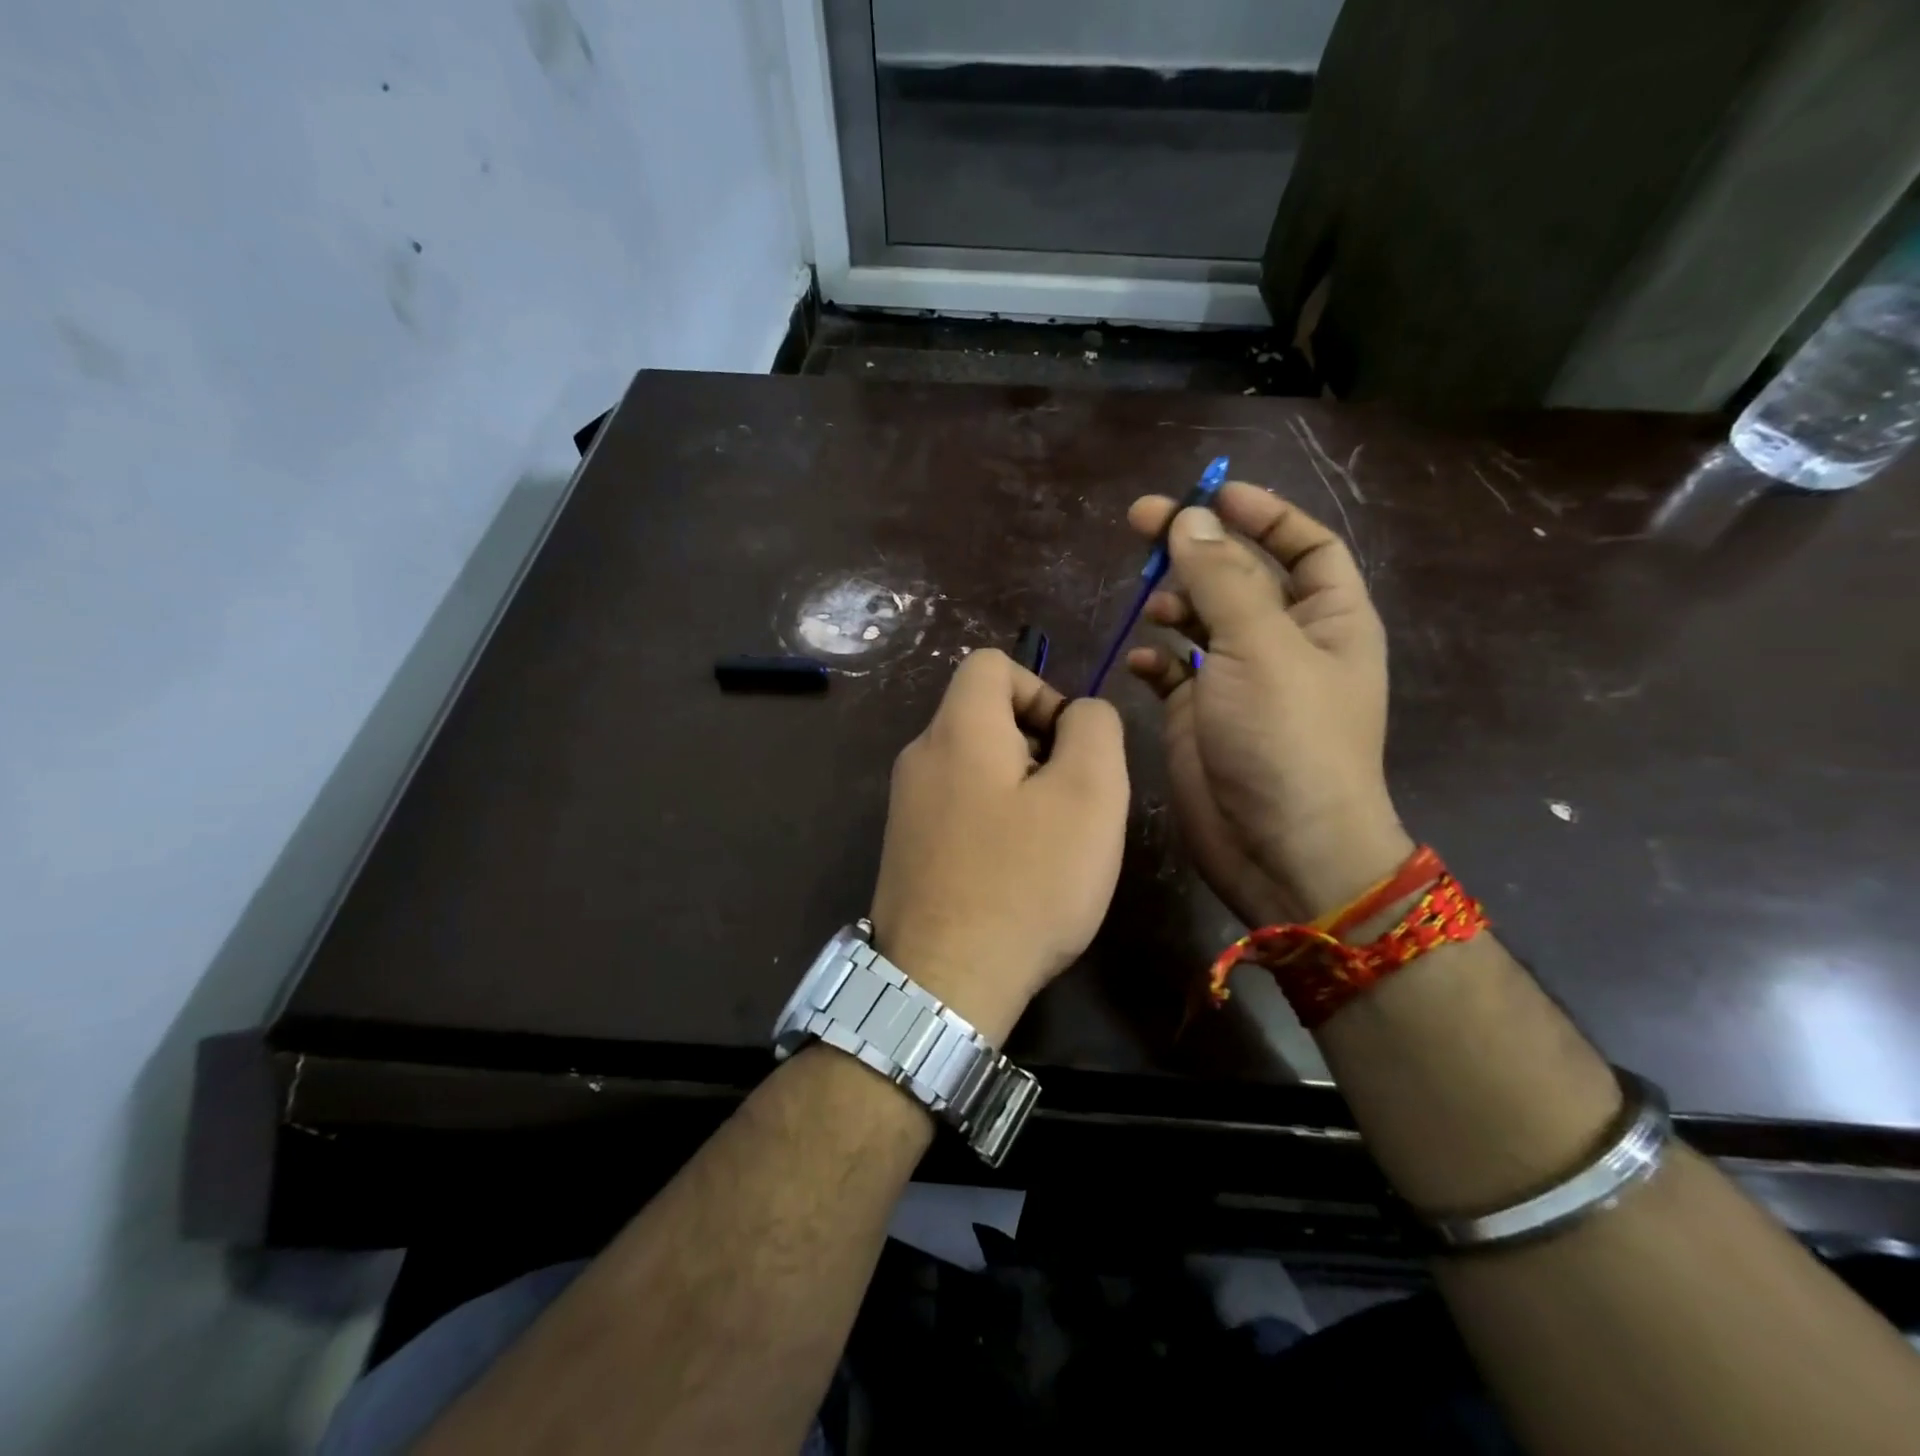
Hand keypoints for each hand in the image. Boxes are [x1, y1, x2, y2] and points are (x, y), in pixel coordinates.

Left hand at [869, 649, 1129, 1041]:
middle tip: (1069, 804)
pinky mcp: (904, 848)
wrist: (942, 983)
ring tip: (1046, 845)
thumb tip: (1080, 713)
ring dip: (1019, 788)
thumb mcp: (1090, 794)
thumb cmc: (1025, 882)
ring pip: (974, 765)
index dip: (1041, 689)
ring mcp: (904, 805)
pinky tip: (1011, 873)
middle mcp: (919, 756)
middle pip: (983, 715)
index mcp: (957, 728)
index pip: (991, 664)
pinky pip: (957, 807)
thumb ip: (1094, 729)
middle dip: (1037, 745)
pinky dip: (991, 821)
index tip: (1068, 747)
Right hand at [1125, 482, 1411, 925]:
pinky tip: (1139, 662)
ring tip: (1150, 602)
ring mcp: (1240, 683)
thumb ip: (1222, 578)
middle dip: (1197, 549)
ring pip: (1202, 622)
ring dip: (1174, 603)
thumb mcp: (1260, 646)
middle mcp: (1286, 644)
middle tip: (1140, 523)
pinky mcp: (1201, 718)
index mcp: (1328, 619)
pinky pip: (1173, 673)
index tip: (1210, 493)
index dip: (1263, 514)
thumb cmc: (1287, 739)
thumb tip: (1189, 518)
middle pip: (1240, 577)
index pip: (1304, 547)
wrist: (1278, 848)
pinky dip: (1155, 661)